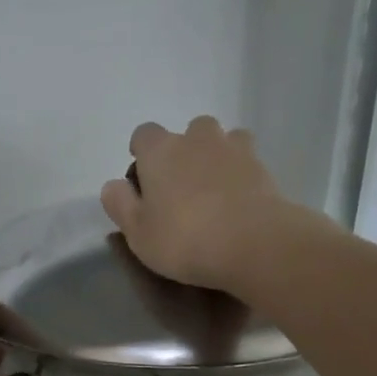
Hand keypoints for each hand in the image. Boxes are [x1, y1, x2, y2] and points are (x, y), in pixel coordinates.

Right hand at [100, 117, 293, 290]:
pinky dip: (240, 174)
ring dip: (216, 157)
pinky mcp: (263, 168)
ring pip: (222, 140)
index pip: (144, 134)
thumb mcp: (138, 233)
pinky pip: (247, 161)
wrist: (253, 243)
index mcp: (161, 150)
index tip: (143, 179)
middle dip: (183, 152)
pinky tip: (238, 200)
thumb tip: (112, 185)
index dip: (142, 153)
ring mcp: (235, 149)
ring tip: (214, 190)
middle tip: (181, 188)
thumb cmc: (184, 239)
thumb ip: (120, 205)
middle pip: (188, 132)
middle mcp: (197, 139)